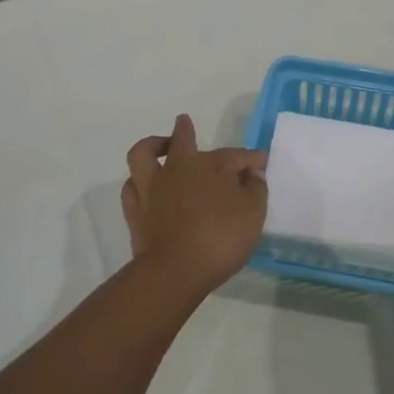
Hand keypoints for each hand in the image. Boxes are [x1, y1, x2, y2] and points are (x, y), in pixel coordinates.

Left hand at [122, 115, 267, 294]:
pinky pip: (131, 187)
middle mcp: (178, 168)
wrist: (175, 270)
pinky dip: (138, 182)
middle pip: (182, 139)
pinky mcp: (135, 211)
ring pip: (144, 154)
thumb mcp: (253, 214)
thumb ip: (256, 189)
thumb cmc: (220, 238)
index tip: (262, 162)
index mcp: (210, 165)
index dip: (251, 158)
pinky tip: (144, 186)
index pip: (235, 155)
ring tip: (160, 147)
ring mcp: (152, 188)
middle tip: (185, 123)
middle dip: (186, 130)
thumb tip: (253, 173)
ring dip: (152, 145)